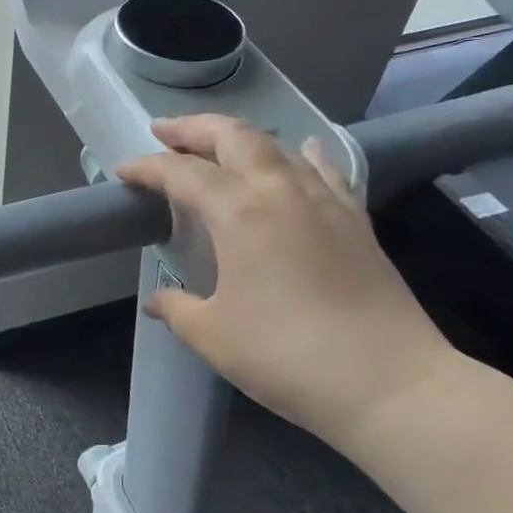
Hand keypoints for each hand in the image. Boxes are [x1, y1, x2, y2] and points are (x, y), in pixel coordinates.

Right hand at [116, 115, 458, 445]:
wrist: (389, 382)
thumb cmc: (286, 355)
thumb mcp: (213, 335)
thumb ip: (178, 309)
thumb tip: (159, 302)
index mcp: (239, 212)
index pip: (182, 174)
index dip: (147, 168)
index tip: (123, 172)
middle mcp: (282, 192)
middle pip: (234, 137)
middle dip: (194, 129)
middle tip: (164, 131)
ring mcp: (325, 202)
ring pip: (279, 147)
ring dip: (241, 139)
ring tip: (218, 146)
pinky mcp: (357, 222)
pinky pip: (325, 172)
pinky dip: (304, 156)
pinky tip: (302, 152)